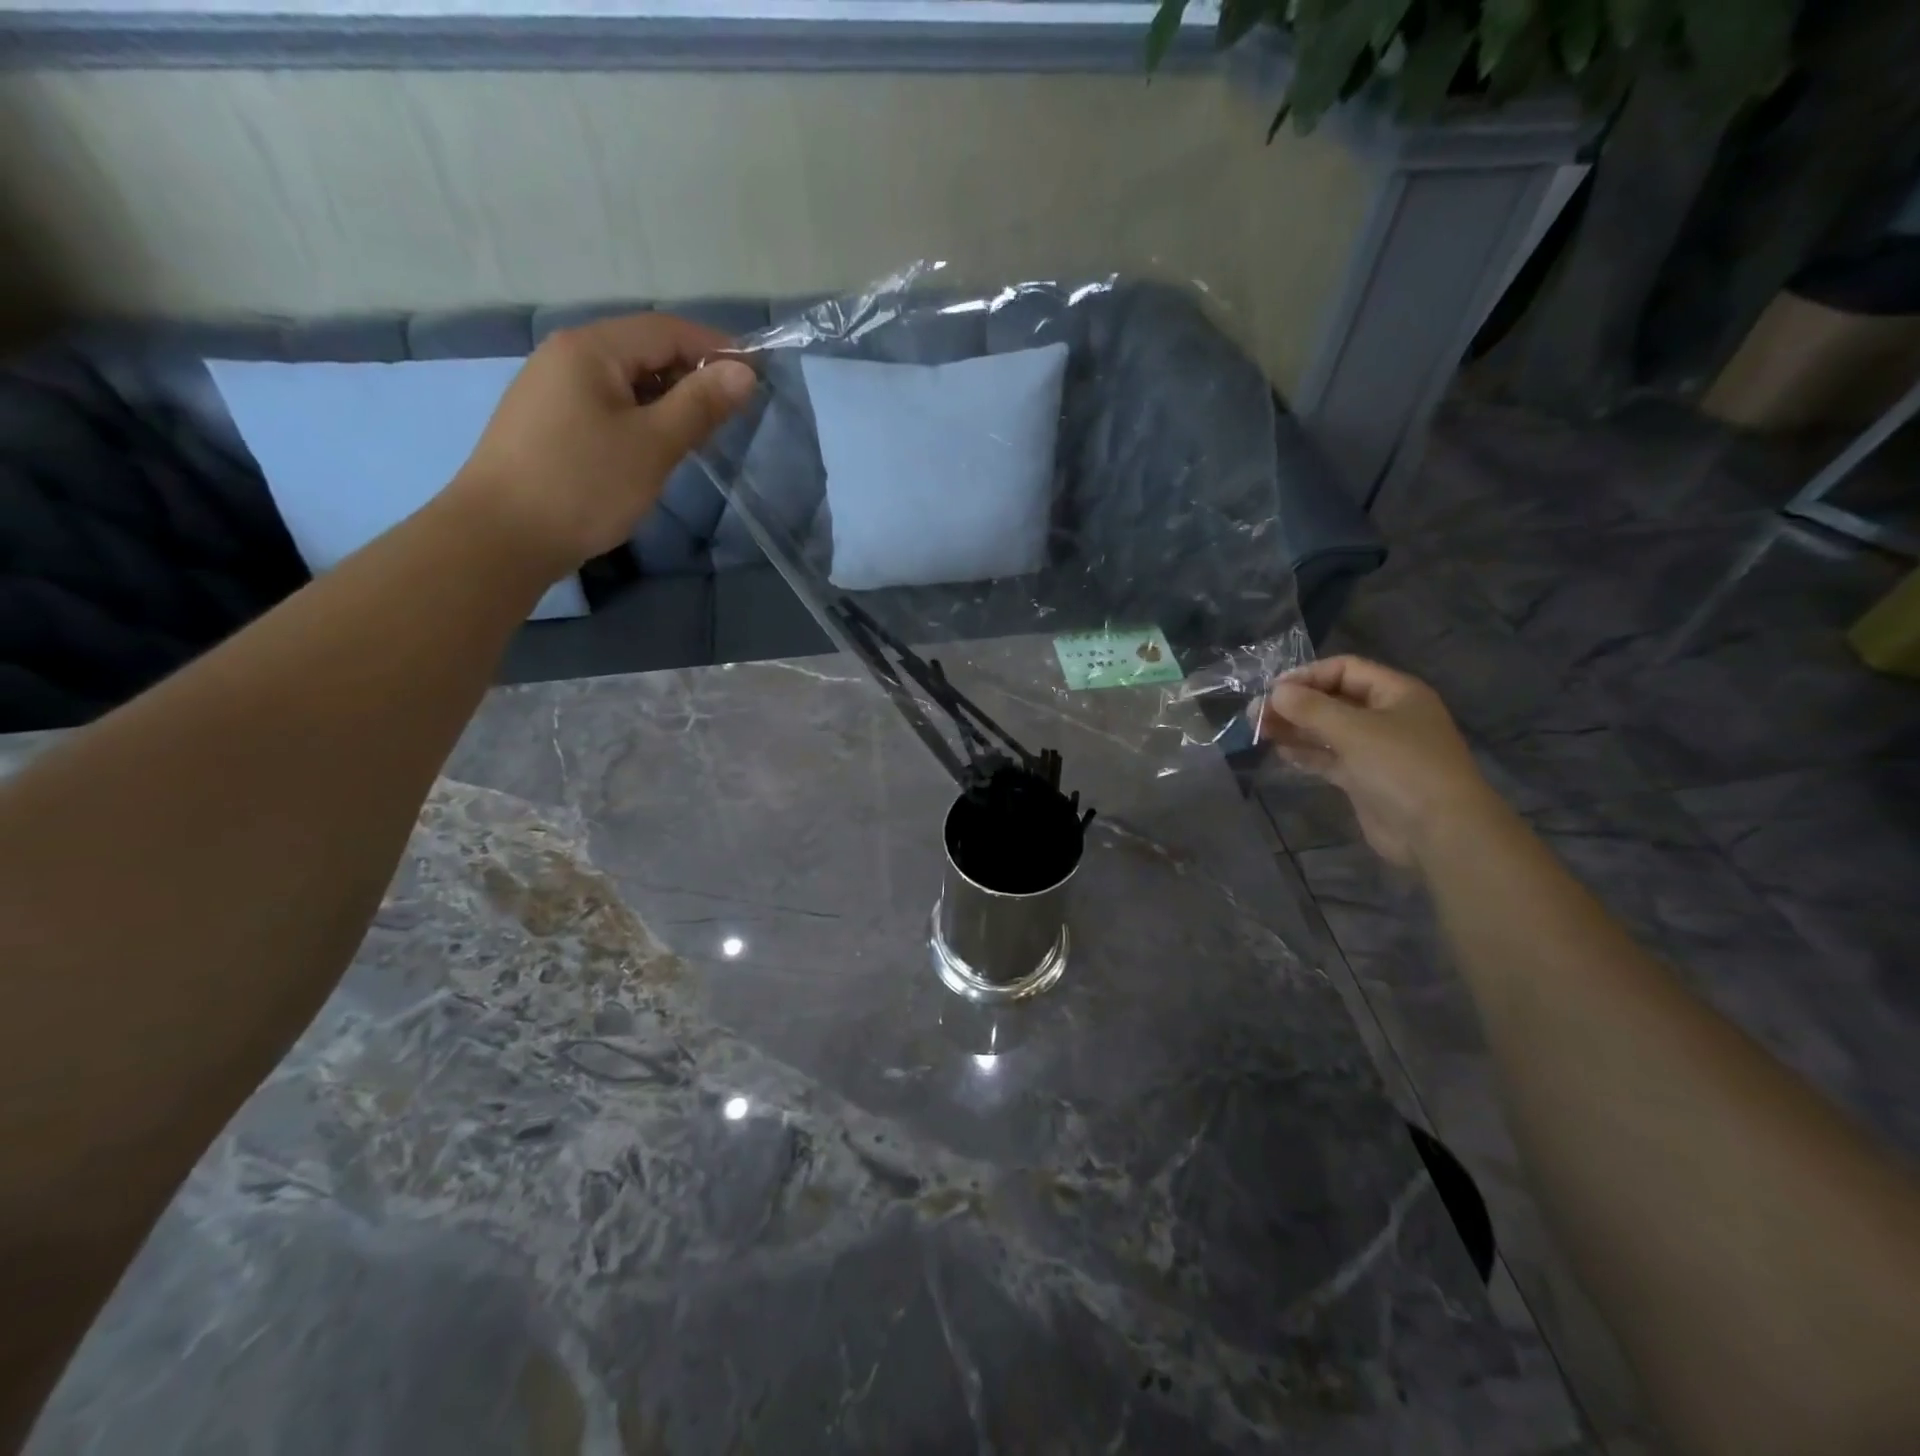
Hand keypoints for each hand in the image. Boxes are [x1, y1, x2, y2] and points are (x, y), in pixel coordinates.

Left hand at [452, 313, 756, 573]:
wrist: (501, 537)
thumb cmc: (583, 485)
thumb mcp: (653, 445)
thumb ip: (700, 404)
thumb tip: (744, 371)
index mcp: (591, 348)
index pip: (666, 330)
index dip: (715, 347)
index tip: (757, 375)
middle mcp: (566, 356)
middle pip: (643, 350)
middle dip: (693, 374)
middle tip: (733, 411)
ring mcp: (552, 390)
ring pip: (626, 381)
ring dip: (669, 398)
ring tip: (702, 432)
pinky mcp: (549, 423)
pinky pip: (607, 404)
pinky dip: (641, 416)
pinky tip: (657, 446)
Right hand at [1258, 656, 1498, 867]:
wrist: (1440, 832)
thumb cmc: (1402, 768)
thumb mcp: (1354, 730)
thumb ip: (1311, 708)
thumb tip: (1275, 692)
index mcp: (1396, 693)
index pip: (1345, 669)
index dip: (1307, 676)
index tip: (1272, 690)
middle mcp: (1387, 716)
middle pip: (1334, 700)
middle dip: (1296, 704)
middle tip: (1256, 713)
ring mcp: (1377, 750)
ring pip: (1329, 730)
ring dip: (1296, 728)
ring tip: (1260, 730)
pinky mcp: (1366, 779)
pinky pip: (1331, 758)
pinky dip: (1307, 753)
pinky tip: (1281, 752)